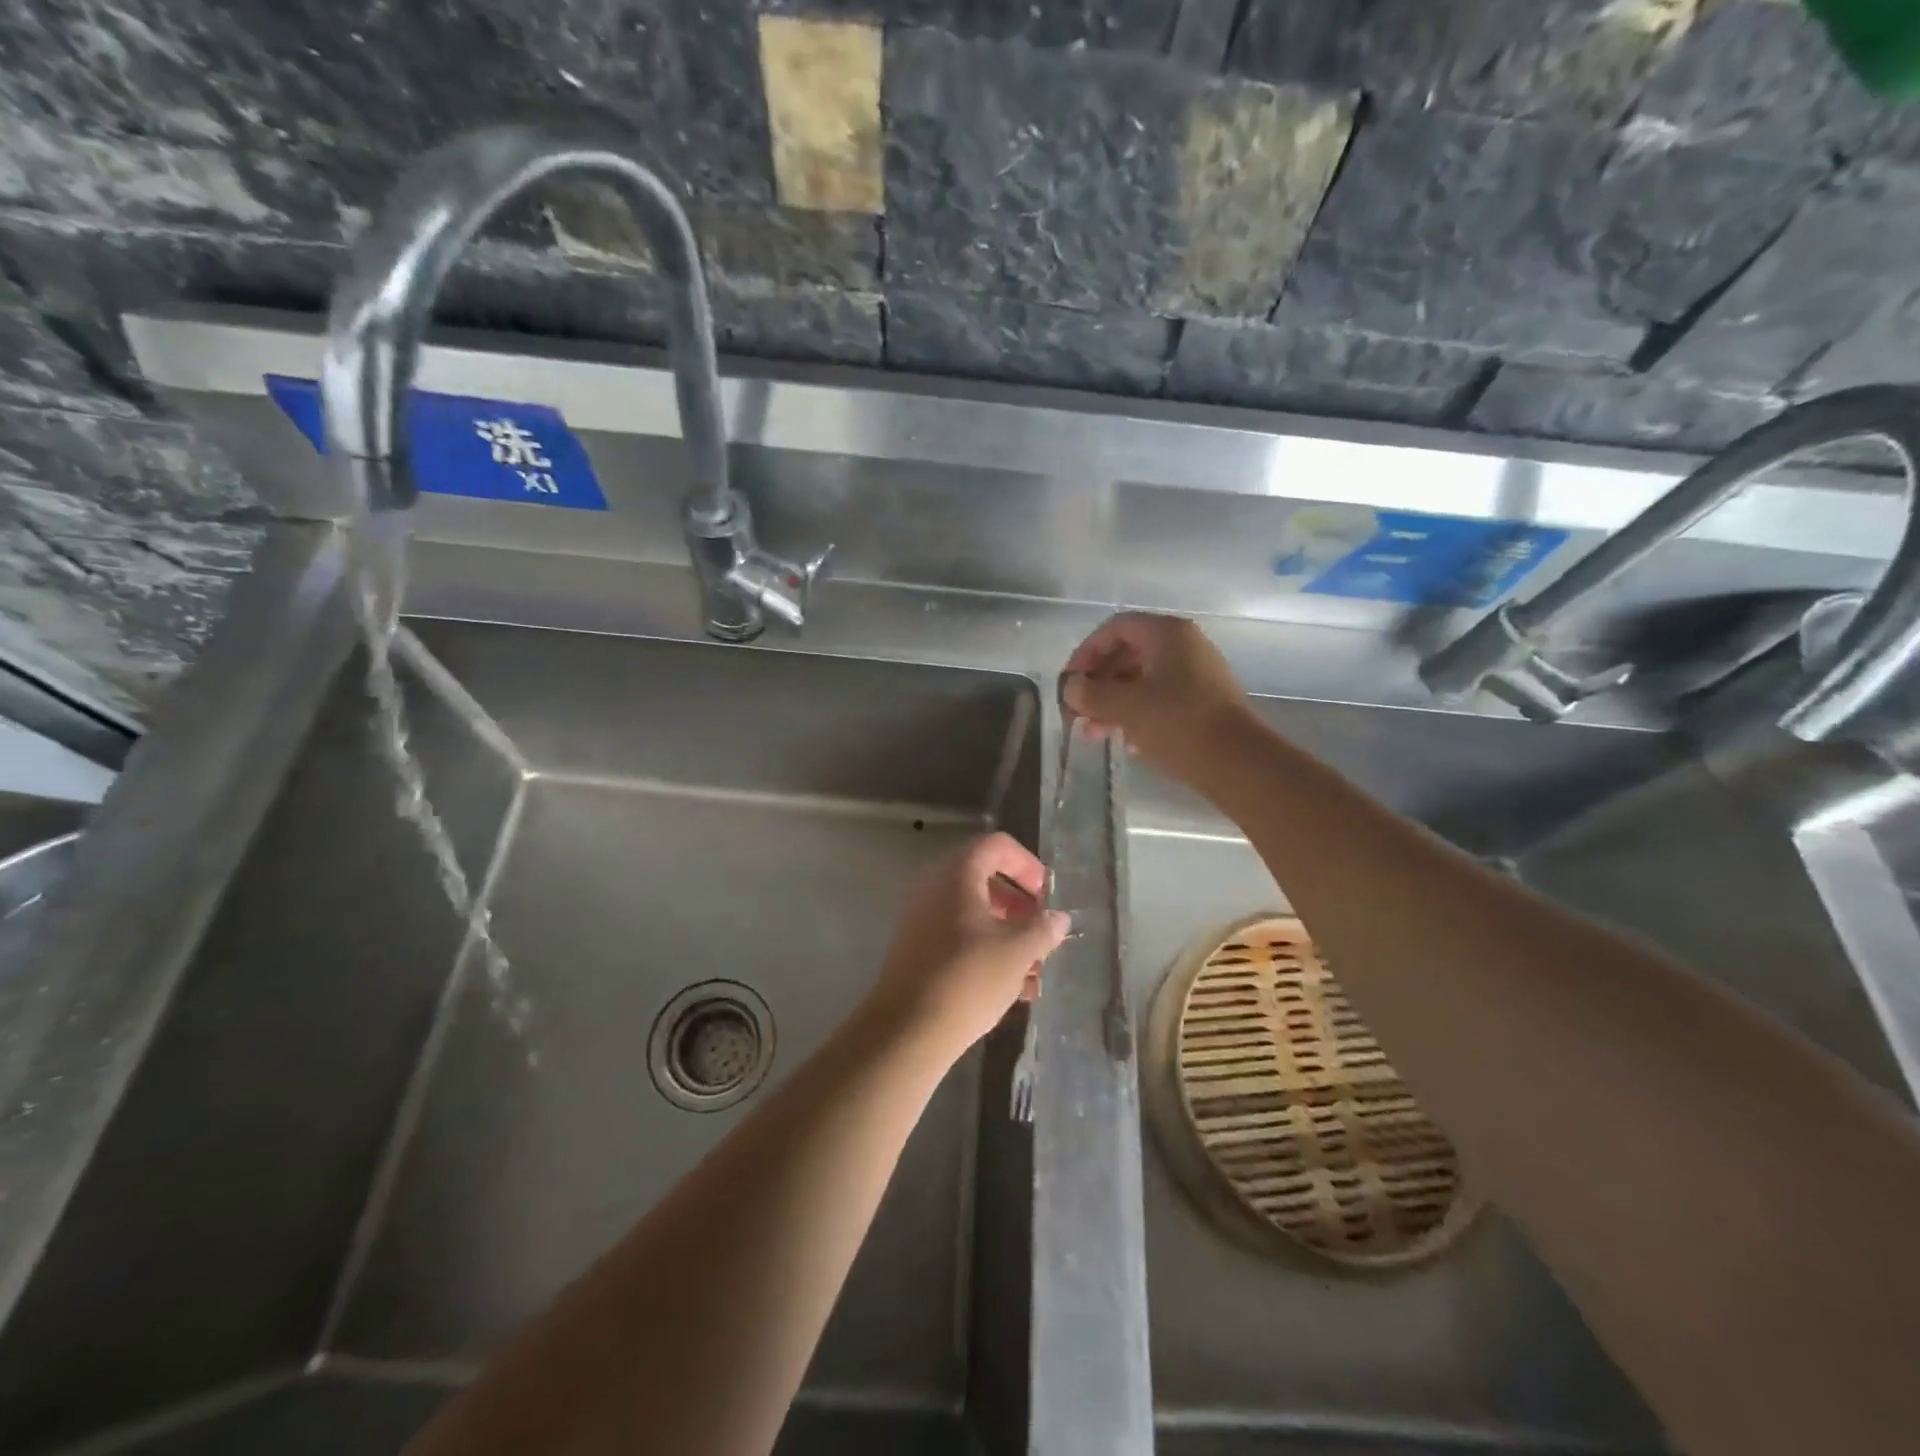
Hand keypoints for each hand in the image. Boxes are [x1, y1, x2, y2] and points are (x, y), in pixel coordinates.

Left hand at [867, 832, 1069, 1062]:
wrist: (906, 1030)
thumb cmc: (967, 980)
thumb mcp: (1017, 953)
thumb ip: (1042, 929)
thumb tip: (1058, 918)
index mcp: (956, 875)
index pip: (996, 846)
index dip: (1026, 864)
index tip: (1045, 896)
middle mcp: (933, 887)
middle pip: (984, 879)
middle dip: (1019, 905)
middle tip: (1040, 932)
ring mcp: (920, 917)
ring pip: (972, 912)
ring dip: (1006, 933)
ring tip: (1033, 971)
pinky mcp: (915, 948)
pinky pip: (957, 935)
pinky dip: (985, 950)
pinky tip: (1011, 989)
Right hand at [1062, 612, 1255, 782]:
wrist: (1239, 763)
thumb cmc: (1179, 724)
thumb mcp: (1126, 707)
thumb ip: (1091, 693)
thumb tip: (1071, 688)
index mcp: (1167, 634)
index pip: (1115, 628)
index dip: (1086, 652)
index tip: (1070, 683)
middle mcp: (1185, 646)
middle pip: (1128, 653)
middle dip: (1098, 683)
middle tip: (1078, 712)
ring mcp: (1197, 674)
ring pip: (1142, 679)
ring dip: (1113, 702)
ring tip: (1094, 733)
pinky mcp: (1204, 702)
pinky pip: (1160, 698)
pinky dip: (1136, 713)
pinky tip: (1125, 741)